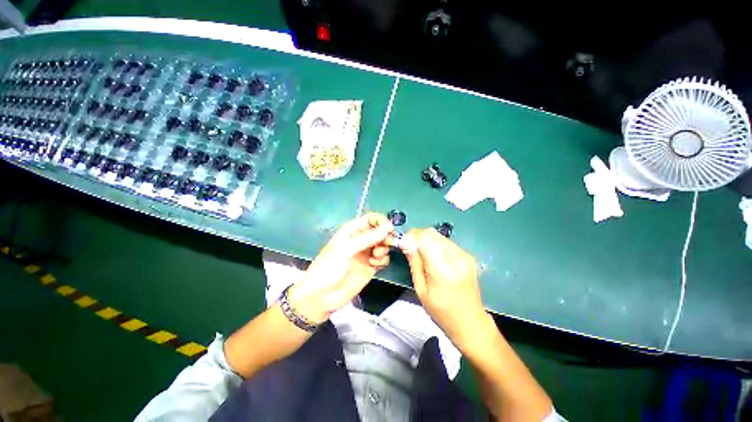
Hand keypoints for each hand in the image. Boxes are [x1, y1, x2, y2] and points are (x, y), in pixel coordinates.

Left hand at [288, 213, 393, 323]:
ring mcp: (366, 254)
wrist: (321, 296)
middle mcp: (361, 240)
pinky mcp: (370, 267)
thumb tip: (388, 228)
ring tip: (375, 257)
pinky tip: (374, 265)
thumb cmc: (328, 268)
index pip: (371, 219)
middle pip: (380, 231)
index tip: (389, 229)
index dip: (381, 222)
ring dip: (384, 249)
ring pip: (383, 245)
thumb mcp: (346, 250)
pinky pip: (383, 259)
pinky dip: (382, 260)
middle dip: (385, 236)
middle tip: (386, 244)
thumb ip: (368, 238)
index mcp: (352, 231)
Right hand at [401, 228, 487, 344]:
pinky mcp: (467, 255)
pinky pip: (446, 242)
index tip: (403, 243)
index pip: (425, 238)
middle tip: (409, 247)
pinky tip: (431, 256)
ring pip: (439, 235)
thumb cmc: (441, 311)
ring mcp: (465, 255)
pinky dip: (434, 244)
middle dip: (417, 236)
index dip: (411, 236)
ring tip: (419, 253)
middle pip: (432, 233)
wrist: (470, 321)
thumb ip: (414, 263)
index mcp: (444, 269)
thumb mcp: (421, 289)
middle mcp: (457, 257)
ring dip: (425, 239)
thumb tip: (405, 243)